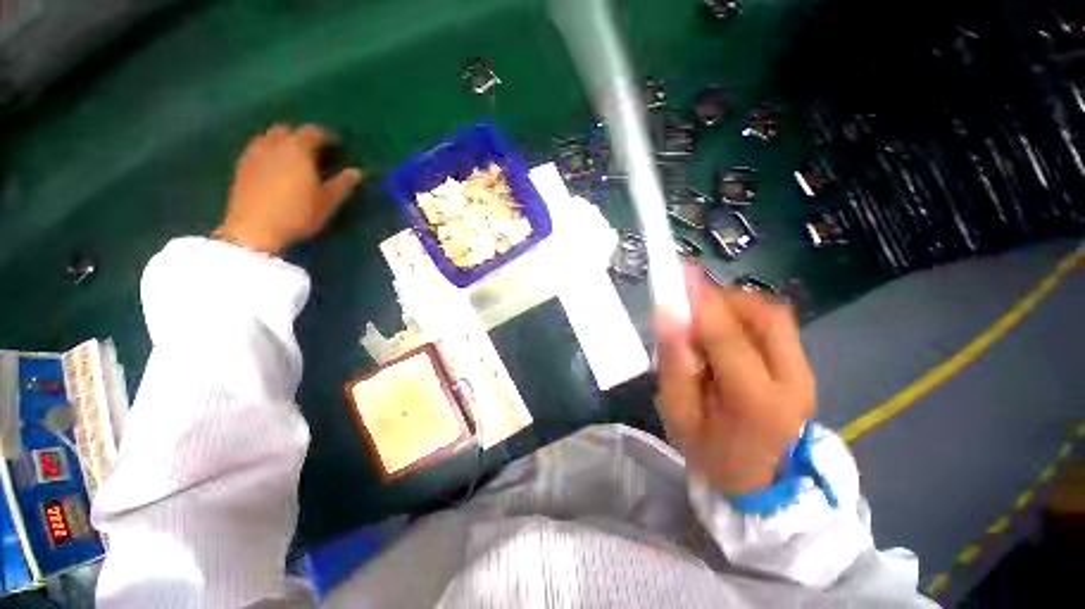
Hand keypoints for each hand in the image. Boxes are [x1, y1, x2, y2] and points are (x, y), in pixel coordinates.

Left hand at [213, 124, 363, 253]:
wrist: (254, 228)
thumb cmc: (297, 214)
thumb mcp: (327, 202)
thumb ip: (342, 184)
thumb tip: (357, 172)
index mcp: (297, 149)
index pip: (313, 132)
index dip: (327, 136)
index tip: (337, 143)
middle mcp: (273, 144)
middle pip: (287, 130)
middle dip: (301, 136)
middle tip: (314, 150)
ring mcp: (254, 154)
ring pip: (268, 137)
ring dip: (282, 142)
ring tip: (293, 157)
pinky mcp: (241, 167)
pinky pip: (257, 149)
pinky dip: (268, 152)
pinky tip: (274, 167)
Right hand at [655, 272, 814, 495]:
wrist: (762, 482)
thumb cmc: (710, 451)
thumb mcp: (678, 413)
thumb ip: (674, 363)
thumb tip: (668, 314)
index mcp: (756, 402)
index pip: (729, 339)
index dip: (703, 303)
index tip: (679, 275)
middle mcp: (792, 380)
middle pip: (764, 315)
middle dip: (722, 298)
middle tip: (689, 303)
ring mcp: (804, 371)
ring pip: (772, 313)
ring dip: (733, 304)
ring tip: (703, 318)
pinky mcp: (803, 365)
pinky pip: (774, 323)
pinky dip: (744, 314)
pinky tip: (723, 329)